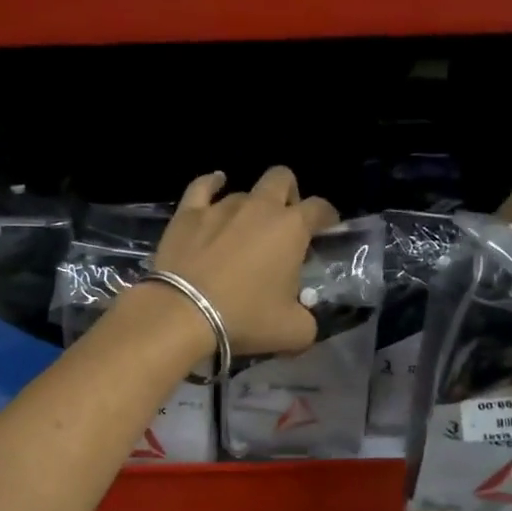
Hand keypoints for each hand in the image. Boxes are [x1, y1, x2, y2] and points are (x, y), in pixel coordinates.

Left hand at [149, 167, 339, 355]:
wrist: (184, 313)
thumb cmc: (245, 318)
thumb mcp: (293, 332)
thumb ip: (308, 319)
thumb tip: (304, 316)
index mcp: (292, 228)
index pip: (319, 208)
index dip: (327, 217)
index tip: (326, 230)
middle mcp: (259, 207)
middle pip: (282, 178)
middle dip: (289, 194)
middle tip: (285, 222)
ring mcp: (221, 206)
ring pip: (243, 191)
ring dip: (250, 205)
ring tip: (245, 229)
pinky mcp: (188, 213)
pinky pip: (202, 186)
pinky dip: (212, 184)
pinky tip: (215, 184)